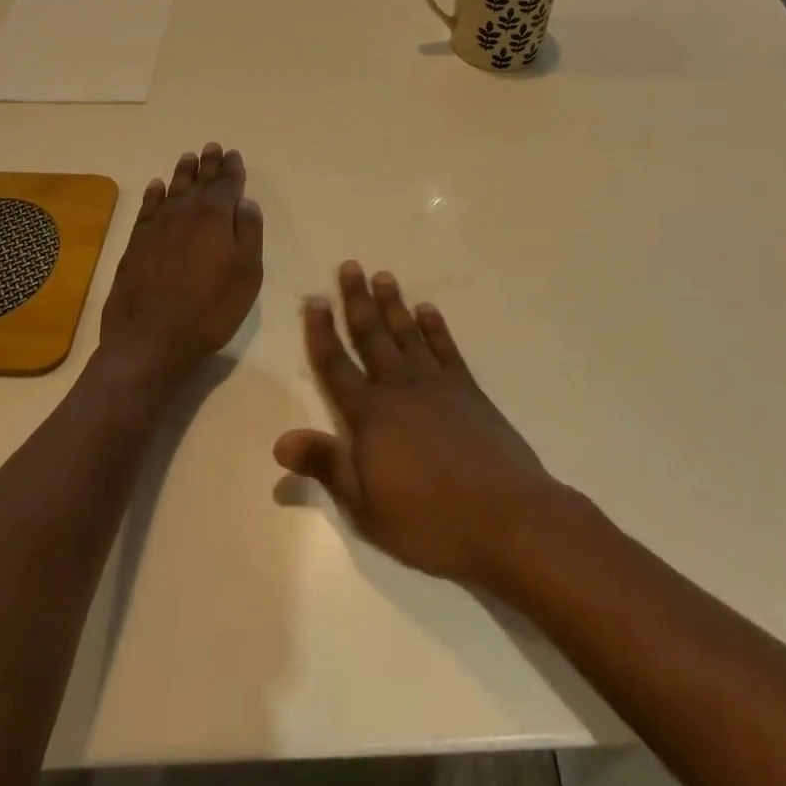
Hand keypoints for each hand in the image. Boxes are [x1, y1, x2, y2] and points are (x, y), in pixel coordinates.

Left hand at [98, 143, 263, 393]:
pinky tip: (156, 186)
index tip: (233, 155)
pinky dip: (153, 194)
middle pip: (199, 182)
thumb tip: (246, 203)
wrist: (150, 339)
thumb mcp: (246, 274)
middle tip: (212, 147)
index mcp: (216, 217)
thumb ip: (249, 233)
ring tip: (189, 158)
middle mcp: (185, 213)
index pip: (227, 185)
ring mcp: (157, 226)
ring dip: (182, 173)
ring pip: (172, 189)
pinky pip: (147, 208)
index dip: (232, 170)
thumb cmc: (209, 309)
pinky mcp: (136, 243)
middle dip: (208, 164)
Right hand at [274, 264, 554, 585]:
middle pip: (372, 336)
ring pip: (407, 333)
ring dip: (394, 303)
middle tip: (350, 266)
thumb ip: (325, 465)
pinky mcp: (468, 390)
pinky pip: (446, 348)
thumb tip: (280, 439)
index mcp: (369, 414)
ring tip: (383, 275)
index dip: (321, 332)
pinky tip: (428, 309)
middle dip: (358, 300)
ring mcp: (436, 384)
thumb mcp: (366, 506)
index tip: (315, 299)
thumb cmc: (429, 520)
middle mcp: (399, 387)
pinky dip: (435, 327)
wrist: (505, 517)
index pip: (336, 365)